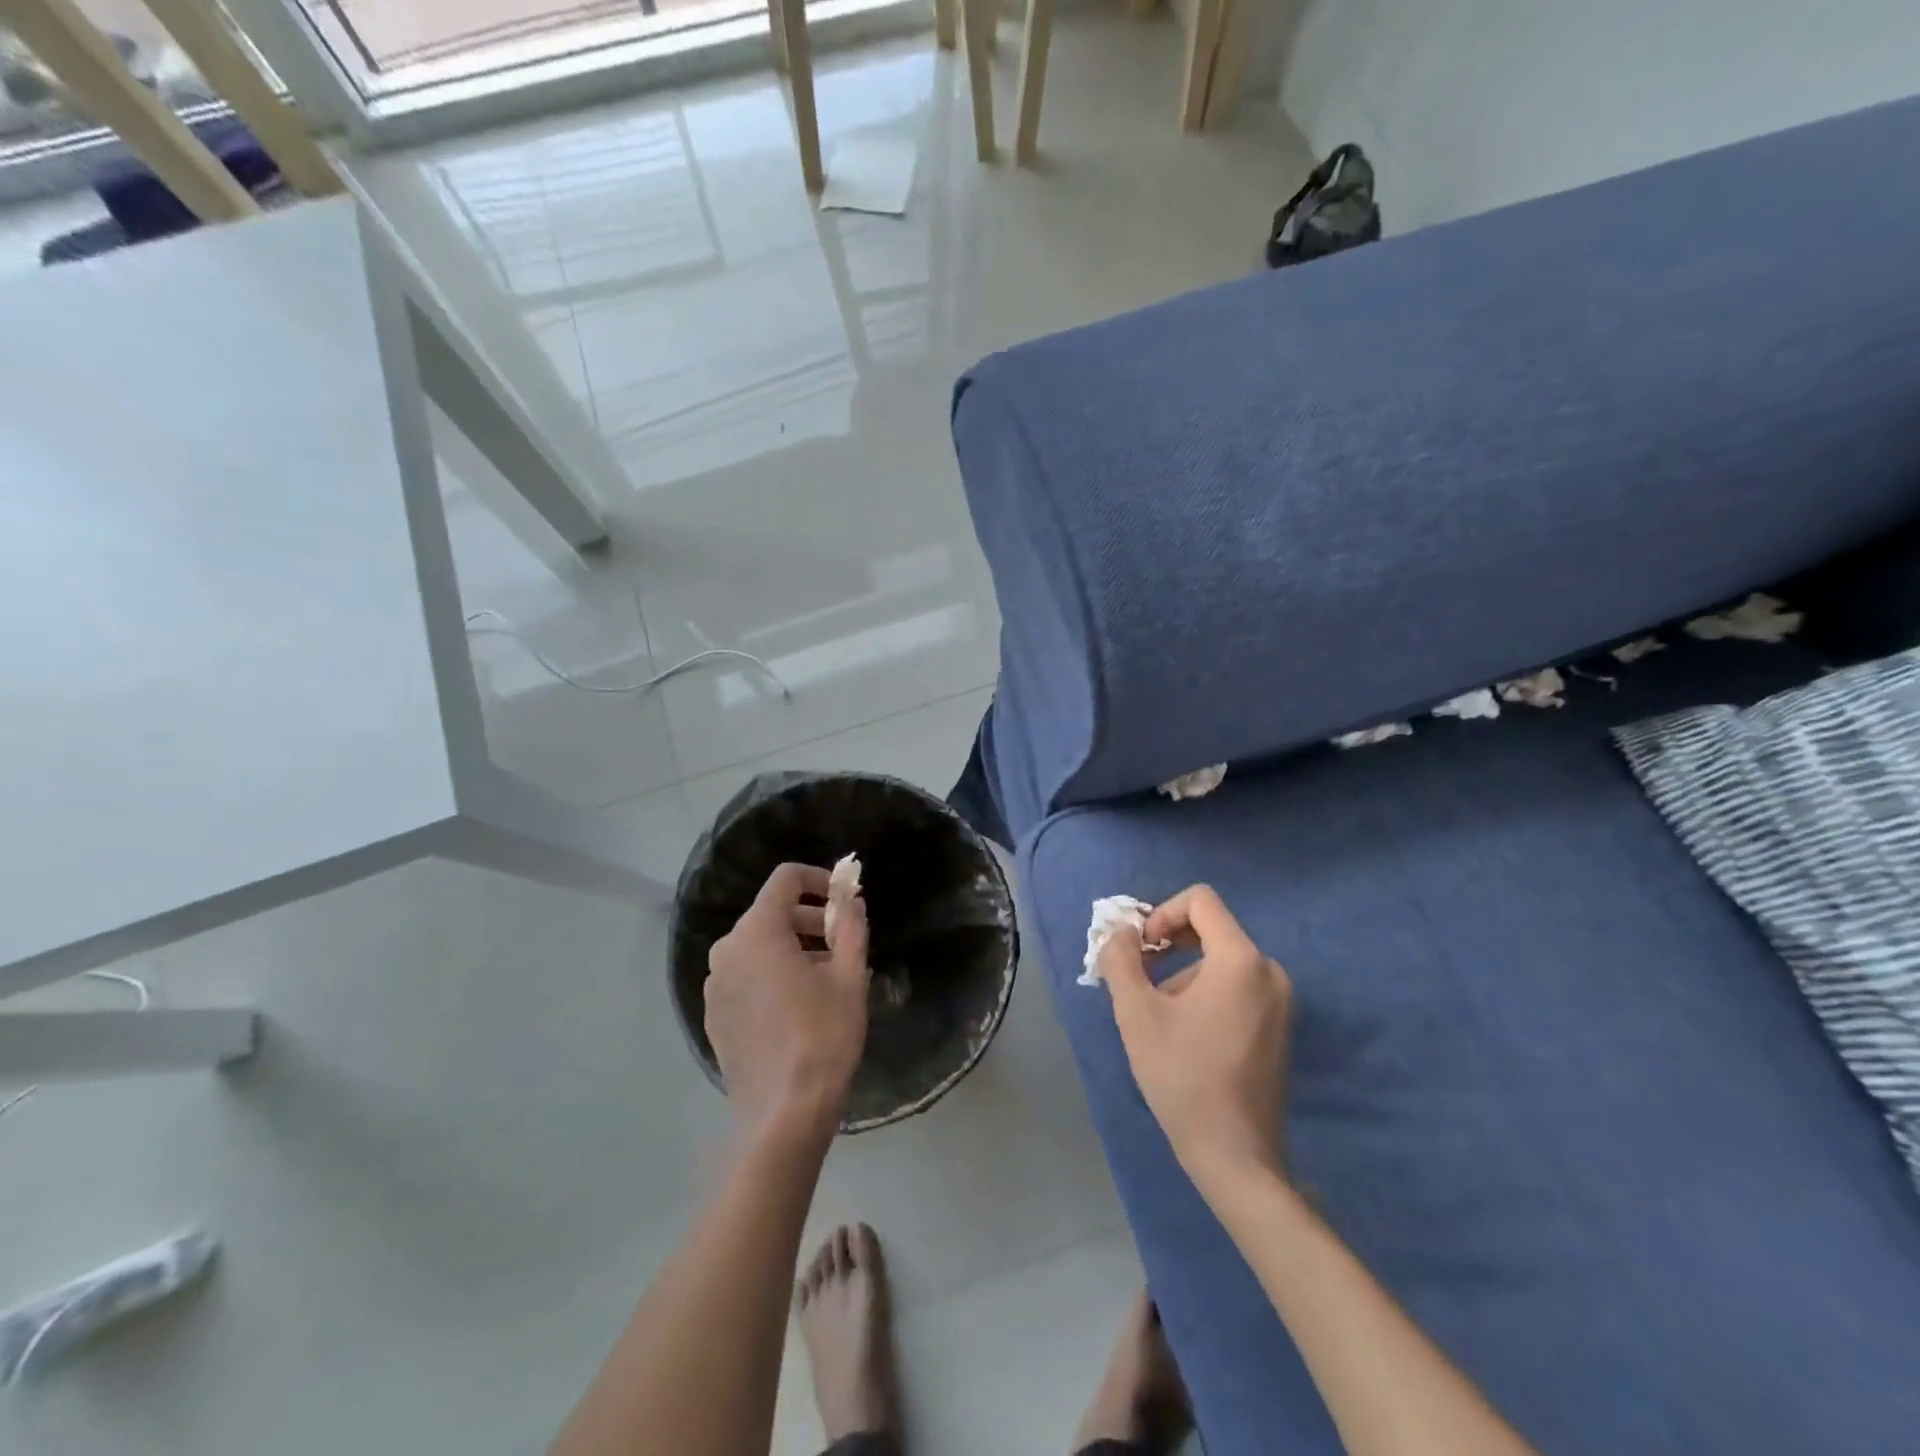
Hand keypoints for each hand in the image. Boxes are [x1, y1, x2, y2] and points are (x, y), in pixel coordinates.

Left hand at [706, 863, 870, 1143]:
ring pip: (757, 945)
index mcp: (757, 931)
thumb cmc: (823, 1037)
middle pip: (770, 912)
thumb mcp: (850, 978)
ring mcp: (715, 984)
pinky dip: (771, 973)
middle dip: (809, 918)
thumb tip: (852, 901)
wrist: (783, 1115)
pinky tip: (798, 1005)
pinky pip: (744, 975)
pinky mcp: (714, 1014)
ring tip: (826, 975)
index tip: (844, 901)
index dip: (819, 879)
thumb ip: (851, 928)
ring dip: (792, 946)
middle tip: (842, 942)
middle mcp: (727, 949)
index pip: (786, 879)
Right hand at [1099, 885, 1293, 1195]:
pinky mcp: (1281, 1026)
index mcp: (1240, 959)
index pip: (1201, 900)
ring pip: (1221, 960)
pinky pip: (1238, 985)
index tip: (1141, 949)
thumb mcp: (1136, 1013)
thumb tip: (1120, 932)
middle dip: (1169, 943)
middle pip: (1211, 928)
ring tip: (1160, 1017)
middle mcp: (1270, 970)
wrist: (1235, 1156)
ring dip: (1184, 972)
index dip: (1162, 913)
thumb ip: (1121, 959)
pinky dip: (1207, 990)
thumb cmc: (1182, 1077)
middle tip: (1140, 977)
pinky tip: (1186, 1033)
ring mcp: (1281, 1000)